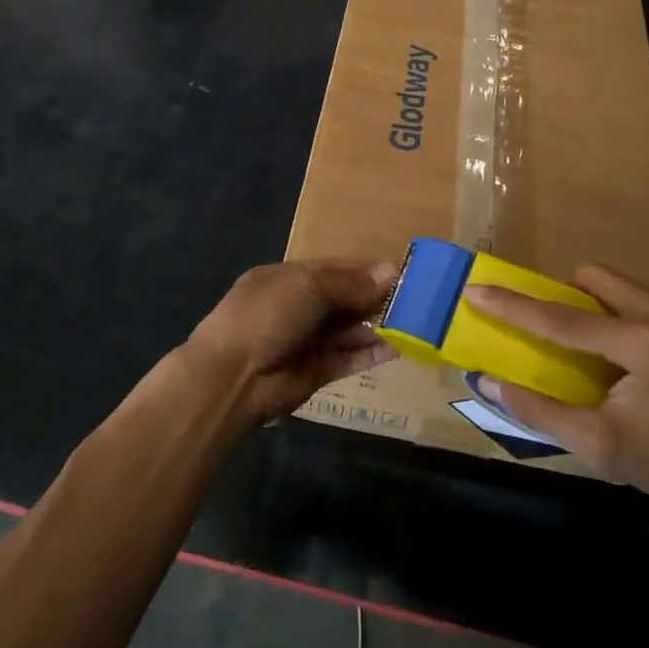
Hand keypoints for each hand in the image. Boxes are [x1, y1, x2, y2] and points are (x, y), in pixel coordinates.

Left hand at [180, 260, 398, 425]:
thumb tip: (390, 272)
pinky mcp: (316, 372)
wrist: (232, 378)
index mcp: (288, 278)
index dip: (365, 270)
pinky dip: (371, 353)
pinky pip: (349, 359)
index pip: (334, 269)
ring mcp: (307, 340)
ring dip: (377, 326)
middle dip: (375, 298)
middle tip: (415, 298)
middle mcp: (298, 307)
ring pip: (349, 330)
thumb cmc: (266, 317)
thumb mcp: (307, 287)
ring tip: (414, 322)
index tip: (400, 272)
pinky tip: (397, 348)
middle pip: (344, 299)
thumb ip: (349, 283)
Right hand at [469, 265, 648, 512]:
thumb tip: (489, 382)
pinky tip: (613, 352)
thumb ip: (541, 412)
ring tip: (581, 344)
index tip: (477, 291)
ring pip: (613, 283)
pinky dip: (610, 312)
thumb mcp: (600, 448)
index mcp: (645, 347)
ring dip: (586, 303)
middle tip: (545, 330)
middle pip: (591, 279)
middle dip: (560, 297)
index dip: (515, 307)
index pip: (564, 321)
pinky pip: (632, 296)